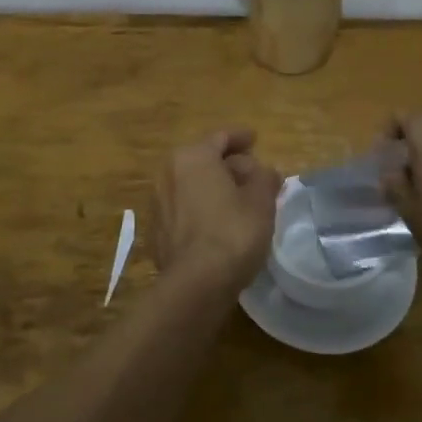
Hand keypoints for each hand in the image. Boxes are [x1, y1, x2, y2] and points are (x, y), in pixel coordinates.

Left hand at [150, 129, 281, 292]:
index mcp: (192, 157)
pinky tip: (219, 223)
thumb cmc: (232, 232)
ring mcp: (158, 204)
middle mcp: (168, 173)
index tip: (255, 139)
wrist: (195, 284)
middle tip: (253, 175)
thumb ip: (265, 178)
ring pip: (192, 186)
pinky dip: (202, 209)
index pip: (220, 138)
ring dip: (214, 188)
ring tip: (238, 200)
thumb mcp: (261, 201)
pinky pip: (184, 209)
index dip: (241, 137)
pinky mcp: (157, 231)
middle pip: (204, 161)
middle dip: (229, 165)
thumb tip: (265, 171)